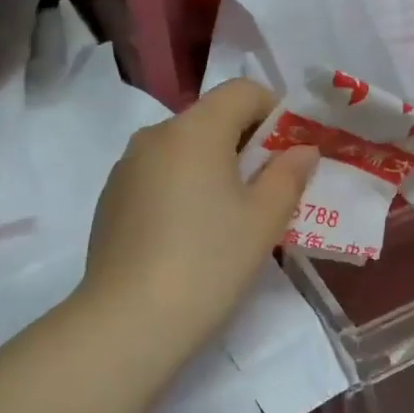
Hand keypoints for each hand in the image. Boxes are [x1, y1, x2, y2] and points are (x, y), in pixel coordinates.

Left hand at [82, 78, 316, 366]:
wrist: (128, 321)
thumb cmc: (209, 262)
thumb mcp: (264, 220)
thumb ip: (289, 175)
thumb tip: (302, 149)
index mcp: (195, 129)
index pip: (243, 91)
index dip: (275, 111)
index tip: (290, 153)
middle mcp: (156, 135)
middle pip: (212, 117)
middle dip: (246, 142)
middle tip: (268, 188)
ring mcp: (127, 166)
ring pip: (183, 147)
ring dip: (213, 164)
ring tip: (228, 215)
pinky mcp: (111, 197)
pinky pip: (159, 173)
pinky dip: (183, 185)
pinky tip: (189, 233)